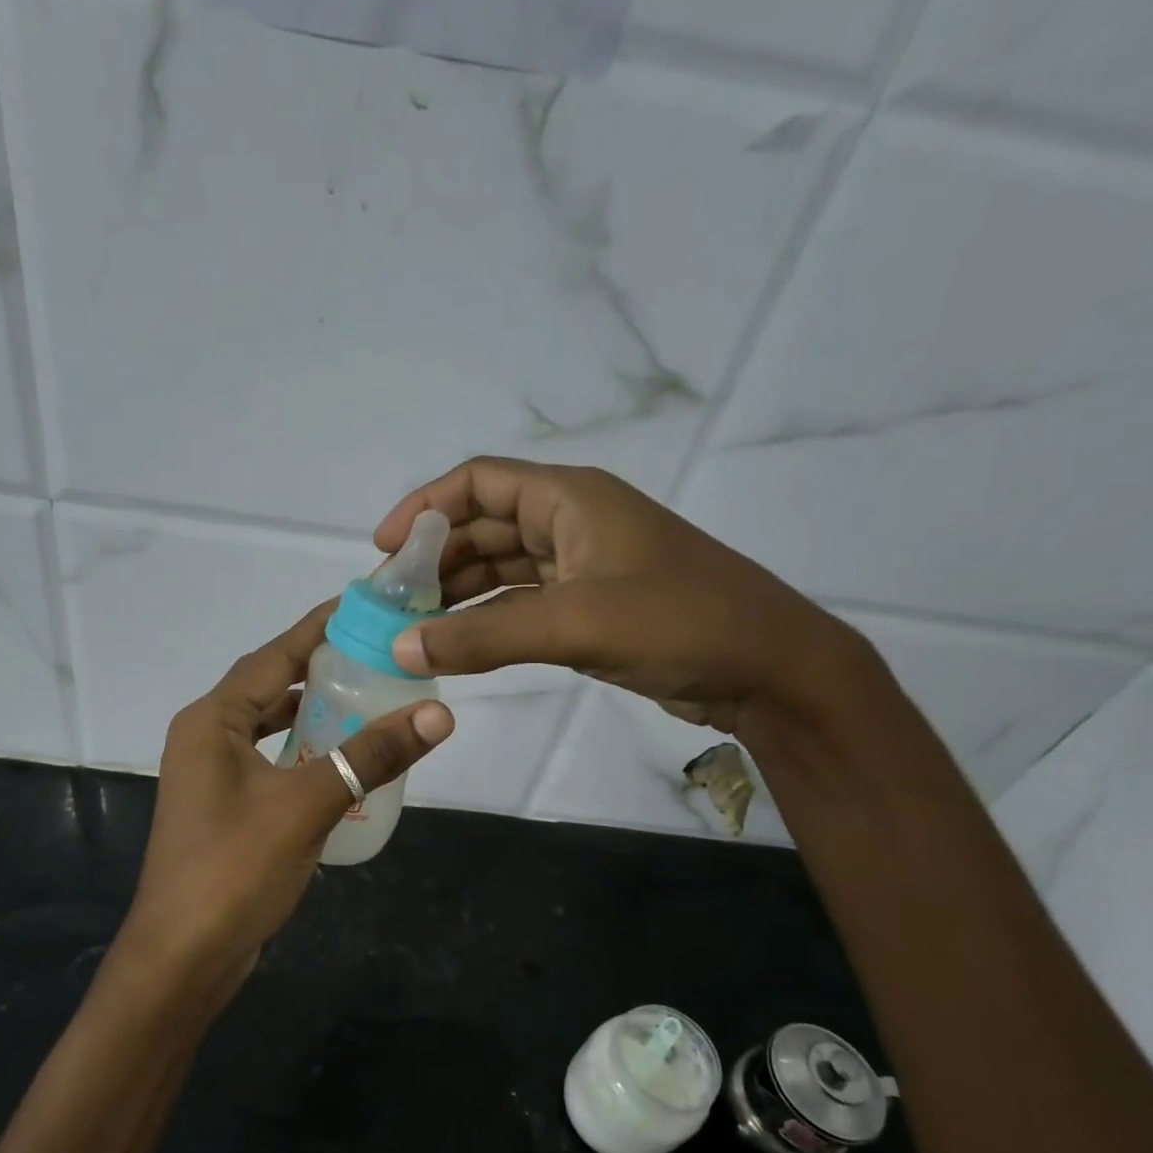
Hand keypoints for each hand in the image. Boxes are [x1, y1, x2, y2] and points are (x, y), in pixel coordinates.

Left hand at [113, 602, 453, 1007]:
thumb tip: (438, 715)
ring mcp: (211, 776)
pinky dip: (303, 754)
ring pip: (269, 728)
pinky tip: (340, 762)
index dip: (317, 630)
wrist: (183, 957)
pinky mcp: (223, 809)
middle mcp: (205, 738)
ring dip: (312, 715)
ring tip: (367, 701)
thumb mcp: (308, 804)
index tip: (362, 606)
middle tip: (378, 657)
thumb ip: (370, 756)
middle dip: (320, 671)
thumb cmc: (235, 868)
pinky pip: (269, 763)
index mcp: (211, 720)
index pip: (272, 657)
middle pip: (268, 688)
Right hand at [374, 458, 858, 734]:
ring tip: (410, 627)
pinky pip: (520, 604)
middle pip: (482, 527)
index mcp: (571, 498)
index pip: (478, 482)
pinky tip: (455, 644)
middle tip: (388, 604)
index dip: (424, 507)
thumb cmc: (679, 622)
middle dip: (433, 560)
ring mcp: (582, 567)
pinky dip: (486, 620)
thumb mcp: (573, 623)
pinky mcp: (590, 609)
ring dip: (455, 593)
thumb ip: (482, 635)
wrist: (770, 670)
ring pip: (499, 569)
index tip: (383, 549)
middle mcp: (572, 523)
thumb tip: (398, 649)